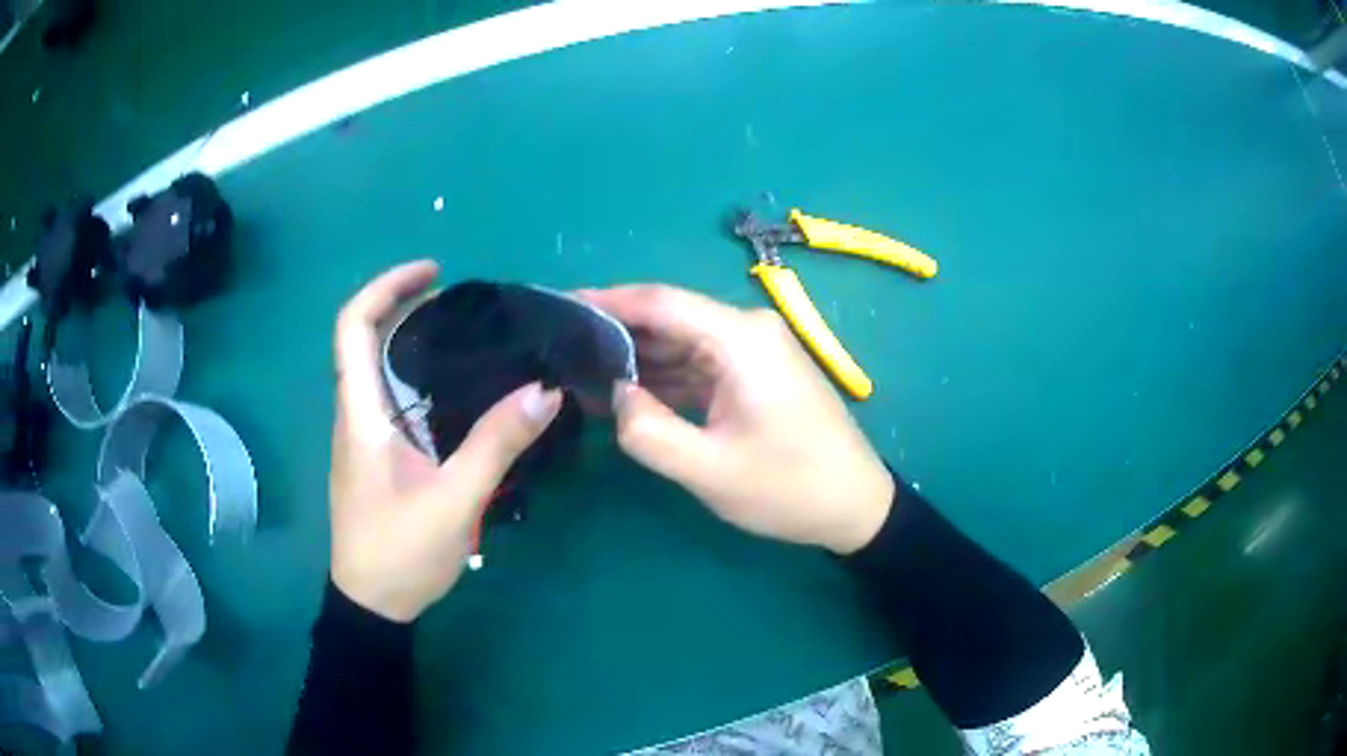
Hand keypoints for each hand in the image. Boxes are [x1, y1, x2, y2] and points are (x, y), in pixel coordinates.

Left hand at [329, 261, 561, 621]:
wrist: (372, 604)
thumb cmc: (399, 552)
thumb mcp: (453, 500)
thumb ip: (496, 444)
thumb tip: (544, 391)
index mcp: (361, 412)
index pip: (353, 326)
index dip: (387, 286)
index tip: (434, 273)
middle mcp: (356, 414)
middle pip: (370, 339)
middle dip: (412, 309)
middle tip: (471, 310)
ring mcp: (366, 437)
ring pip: (384, 371)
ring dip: (420, 344)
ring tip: (476, 341)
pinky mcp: (379, 457)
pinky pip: (397, 400)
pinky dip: (425, 379)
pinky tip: (466, 394)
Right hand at [577, 285, 893, 554]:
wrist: (855, 506)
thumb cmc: (788, 488)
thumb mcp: (709, 469)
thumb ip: (648, 431)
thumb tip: (616, 394)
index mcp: (740, 338)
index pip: (660, 302)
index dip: (606, 301)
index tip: (558, 307)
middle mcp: (747, 330)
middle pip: (668, 318)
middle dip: (614, 333)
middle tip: (559, 348)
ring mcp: (754, 350)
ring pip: (681, 342)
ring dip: (636, 359)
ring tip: (579, 373)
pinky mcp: (756, 372)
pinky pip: (699, 364)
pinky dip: (663, 378)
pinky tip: (625, 394)